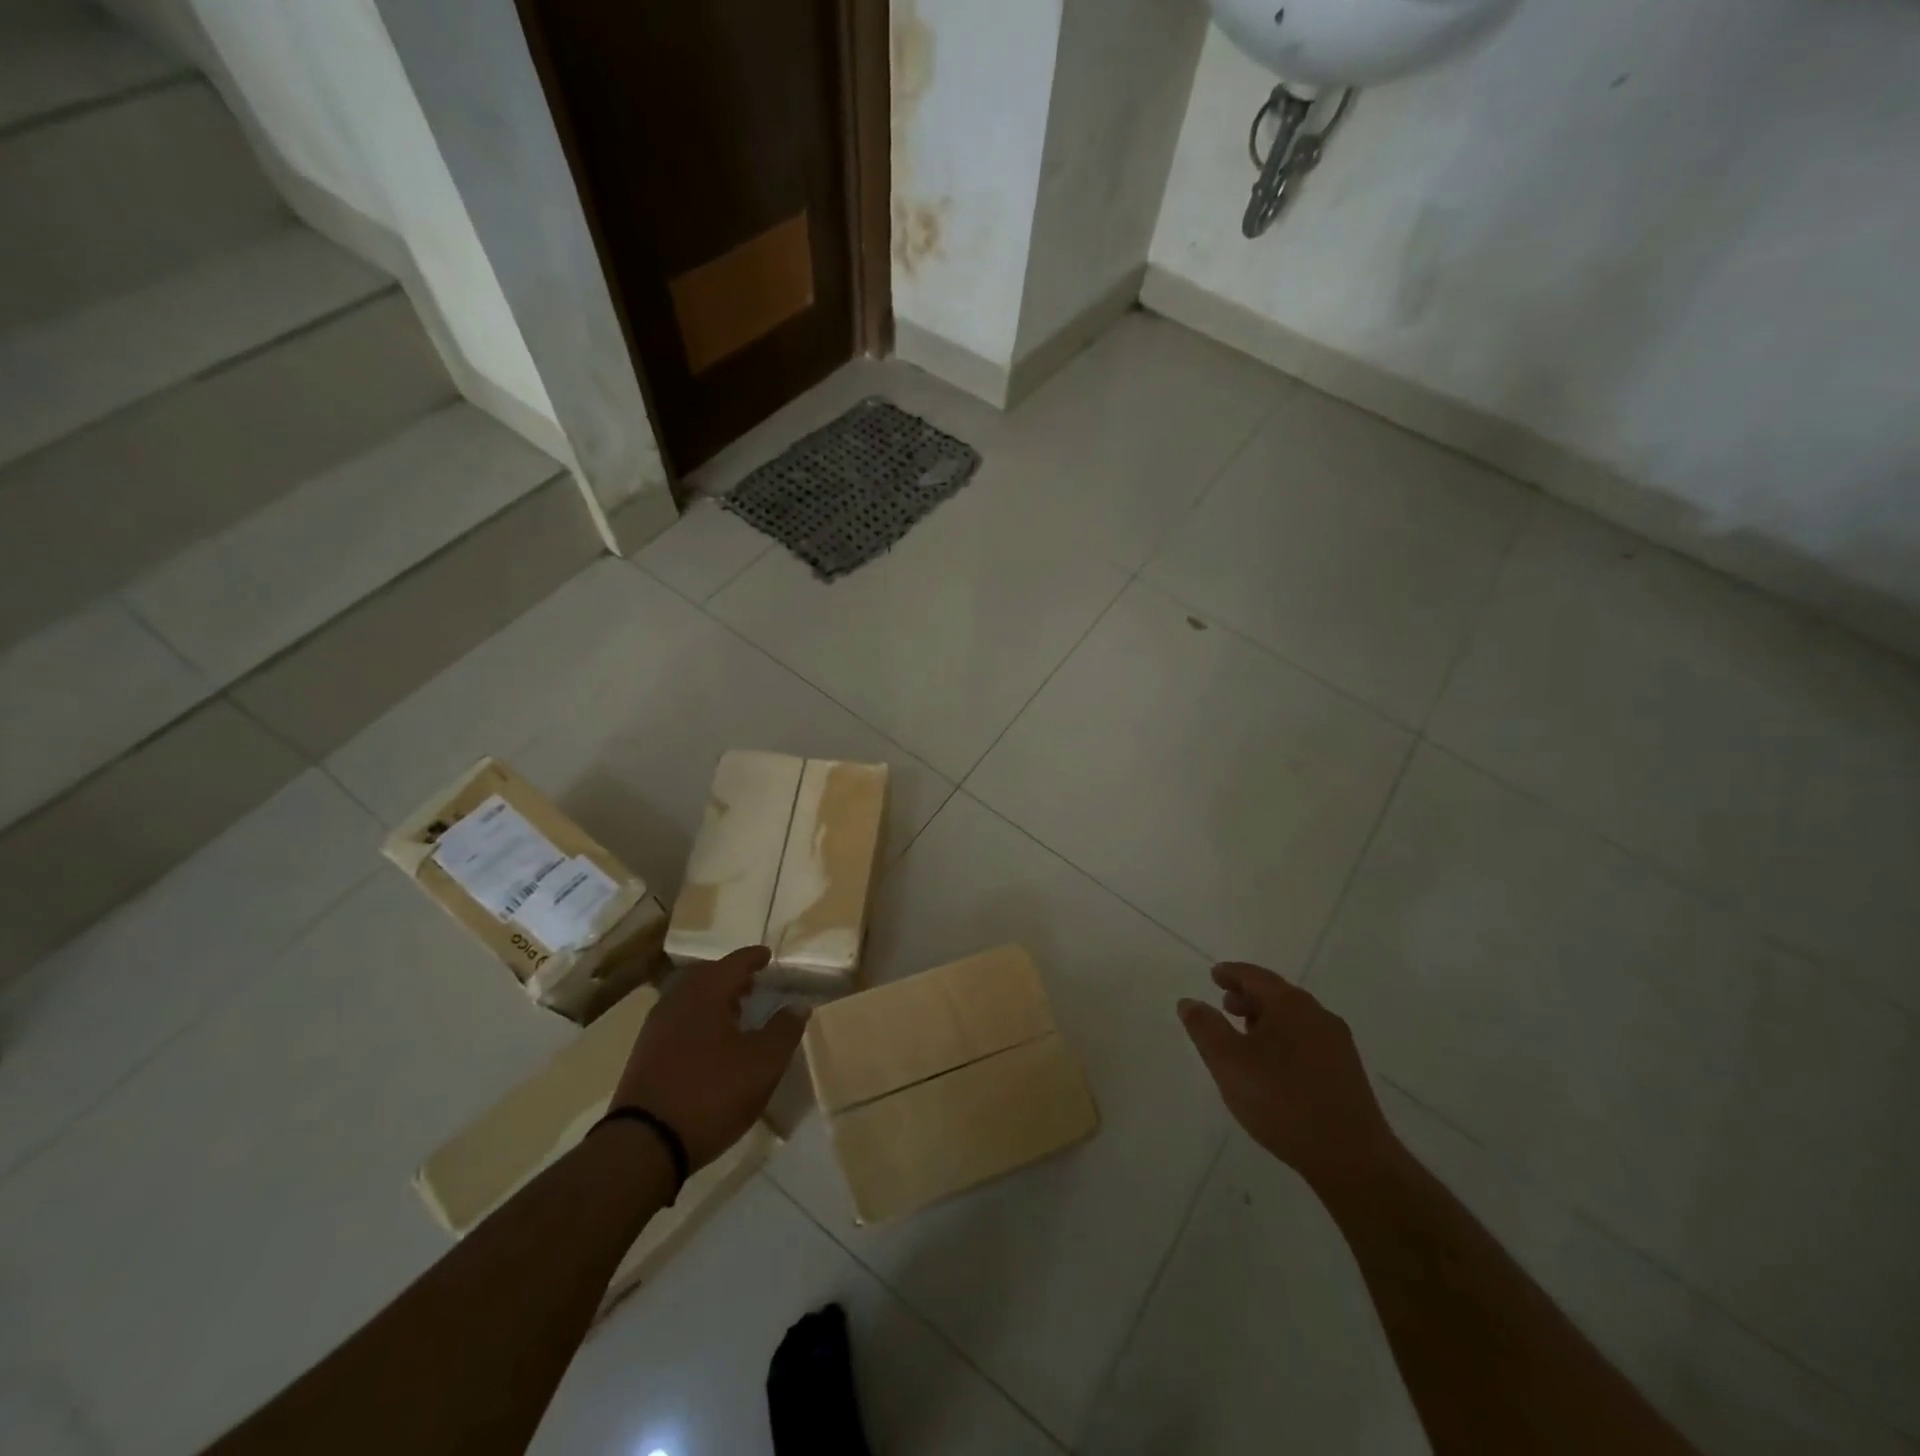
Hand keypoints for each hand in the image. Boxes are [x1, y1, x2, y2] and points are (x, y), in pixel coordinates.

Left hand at [612, 946, 806, 1169]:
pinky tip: (710, 1043)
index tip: (767, 956)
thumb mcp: (763, 1063)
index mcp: (706, 992)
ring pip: (689, 999)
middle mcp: (677, 1000)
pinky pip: (678, 1021)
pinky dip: (698, 1019)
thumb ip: (784, 1029)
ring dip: (714, 999)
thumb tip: (798, 1004)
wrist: (644, 1145)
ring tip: (735, 1014)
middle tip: (753, 983)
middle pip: (707, 976)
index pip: (734, 962)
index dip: (754, 958)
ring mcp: (656, 1028)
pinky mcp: (645, 1055)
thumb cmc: (712, 1093)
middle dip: (731, 976)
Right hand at [1179, 962, 1400, 1193]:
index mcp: (1290, 1004)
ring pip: (1294, 1018)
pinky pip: (1307, 1040)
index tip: (1214, 975)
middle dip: (1249, 996)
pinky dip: (1285, 1038)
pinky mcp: (1347, 1073)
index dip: (1231, 973)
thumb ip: (1205, 1028)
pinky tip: (1274, 1064)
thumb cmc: (1282, 1101)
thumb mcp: (1228, 1063)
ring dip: (1267, 1019)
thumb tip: (1189, 1002)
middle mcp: (1317, 1015)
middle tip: (1226, 1004)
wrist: (1352, 1158)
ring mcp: (1337, 1044)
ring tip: (1246, 1035)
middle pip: (1277, 994)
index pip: (1255, 976)